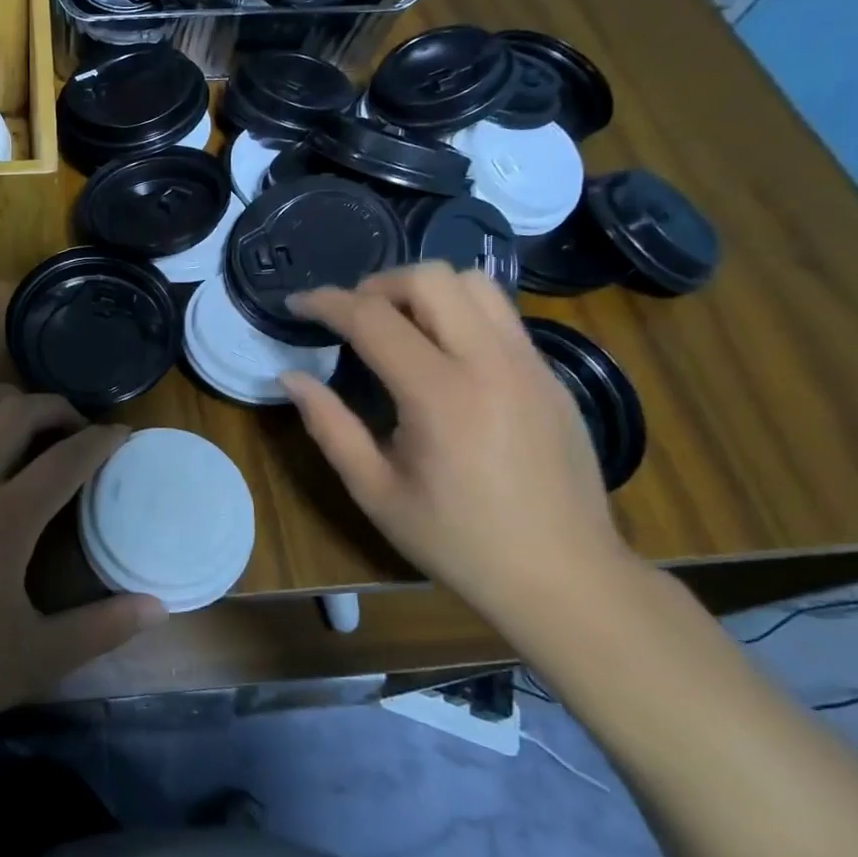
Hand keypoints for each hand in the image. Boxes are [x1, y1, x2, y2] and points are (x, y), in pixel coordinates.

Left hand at [0, 385, 166, 745]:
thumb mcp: (36, 659)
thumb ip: (102, 629)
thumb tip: (160, 607)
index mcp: (4, 520)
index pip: (67, 459)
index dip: (102, 440)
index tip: (121, 435)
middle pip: (17, 413)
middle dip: (56, 408)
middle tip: (75, 427)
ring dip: (3, 399)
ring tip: (23, 415)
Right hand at [279, 263, 635, 625]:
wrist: (566, 579)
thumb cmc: (459, 541)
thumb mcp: (376, 491)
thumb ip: (328, 426)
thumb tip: (290, 377)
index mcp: (440, 395)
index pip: (372, 317)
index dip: (326, 302)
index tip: (297, 305)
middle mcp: (490, 363)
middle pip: (430, 278)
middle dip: (378, 285)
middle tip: (353, 317)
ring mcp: (530, 364)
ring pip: (474, 283)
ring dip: (425, 291)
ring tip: (399, 325)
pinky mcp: (552, 375)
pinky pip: (501, 315)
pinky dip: (460, 313)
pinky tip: (443, 356)